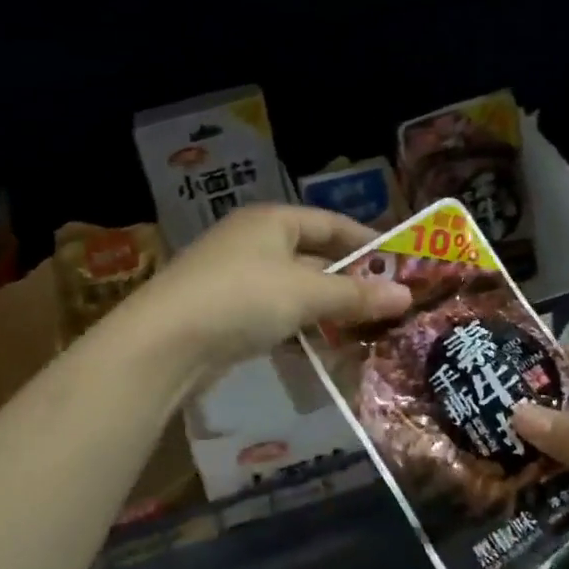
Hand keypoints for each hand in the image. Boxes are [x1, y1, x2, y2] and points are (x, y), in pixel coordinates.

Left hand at [120, 205, 412, 375]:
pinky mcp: (224, 314)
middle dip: (349, 281)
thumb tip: (406, 296)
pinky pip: (274, 314)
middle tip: (388, 303)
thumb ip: (355, 295)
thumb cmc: (242, 298)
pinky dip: (299, 328)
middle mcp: (252, 241)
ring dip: (326, 308)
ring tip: (364, 329)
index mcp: (271, 220)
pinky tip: (322, 348)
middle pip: (313, 256)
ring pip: (294, 289)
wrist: (163, 344)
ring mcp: (235, 278)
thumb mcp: (305, 294)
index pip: (331, 223)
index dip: (367, 241)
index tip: (401, 264)